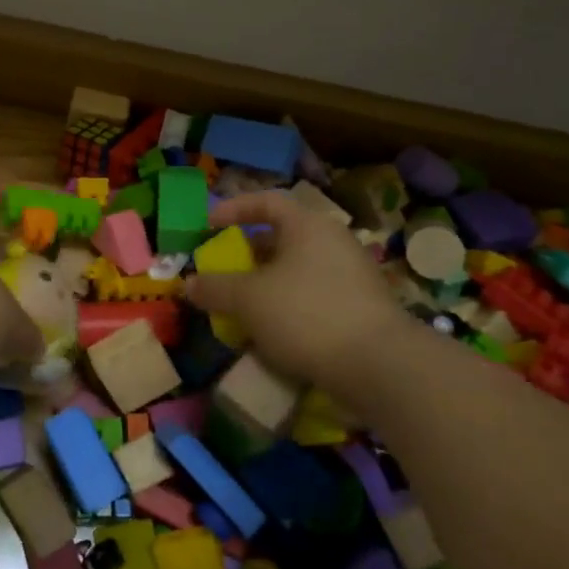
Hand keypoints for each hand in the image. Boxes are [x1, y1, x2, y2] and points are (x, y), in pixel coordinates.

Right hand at [183, 190, 404, 390]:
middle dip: (249, 253)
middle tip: (224, 270)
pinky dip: (289, 306)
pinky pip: (314, 296)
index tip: (209, 225)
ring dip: (267, 284)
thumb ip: (215, 287)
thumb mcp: (248, 299)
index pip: (267, 201)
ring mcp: (352, 276)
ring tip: (242, 306)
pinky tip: (273, 332)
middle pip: (283, 237)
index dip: (235, 209)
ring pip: (298, 270)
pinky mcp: (361, 309)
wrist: (379, 366)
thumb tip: (188, 284)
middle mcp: (333, 242)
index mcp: (308, 225)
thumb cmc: (306, 314)